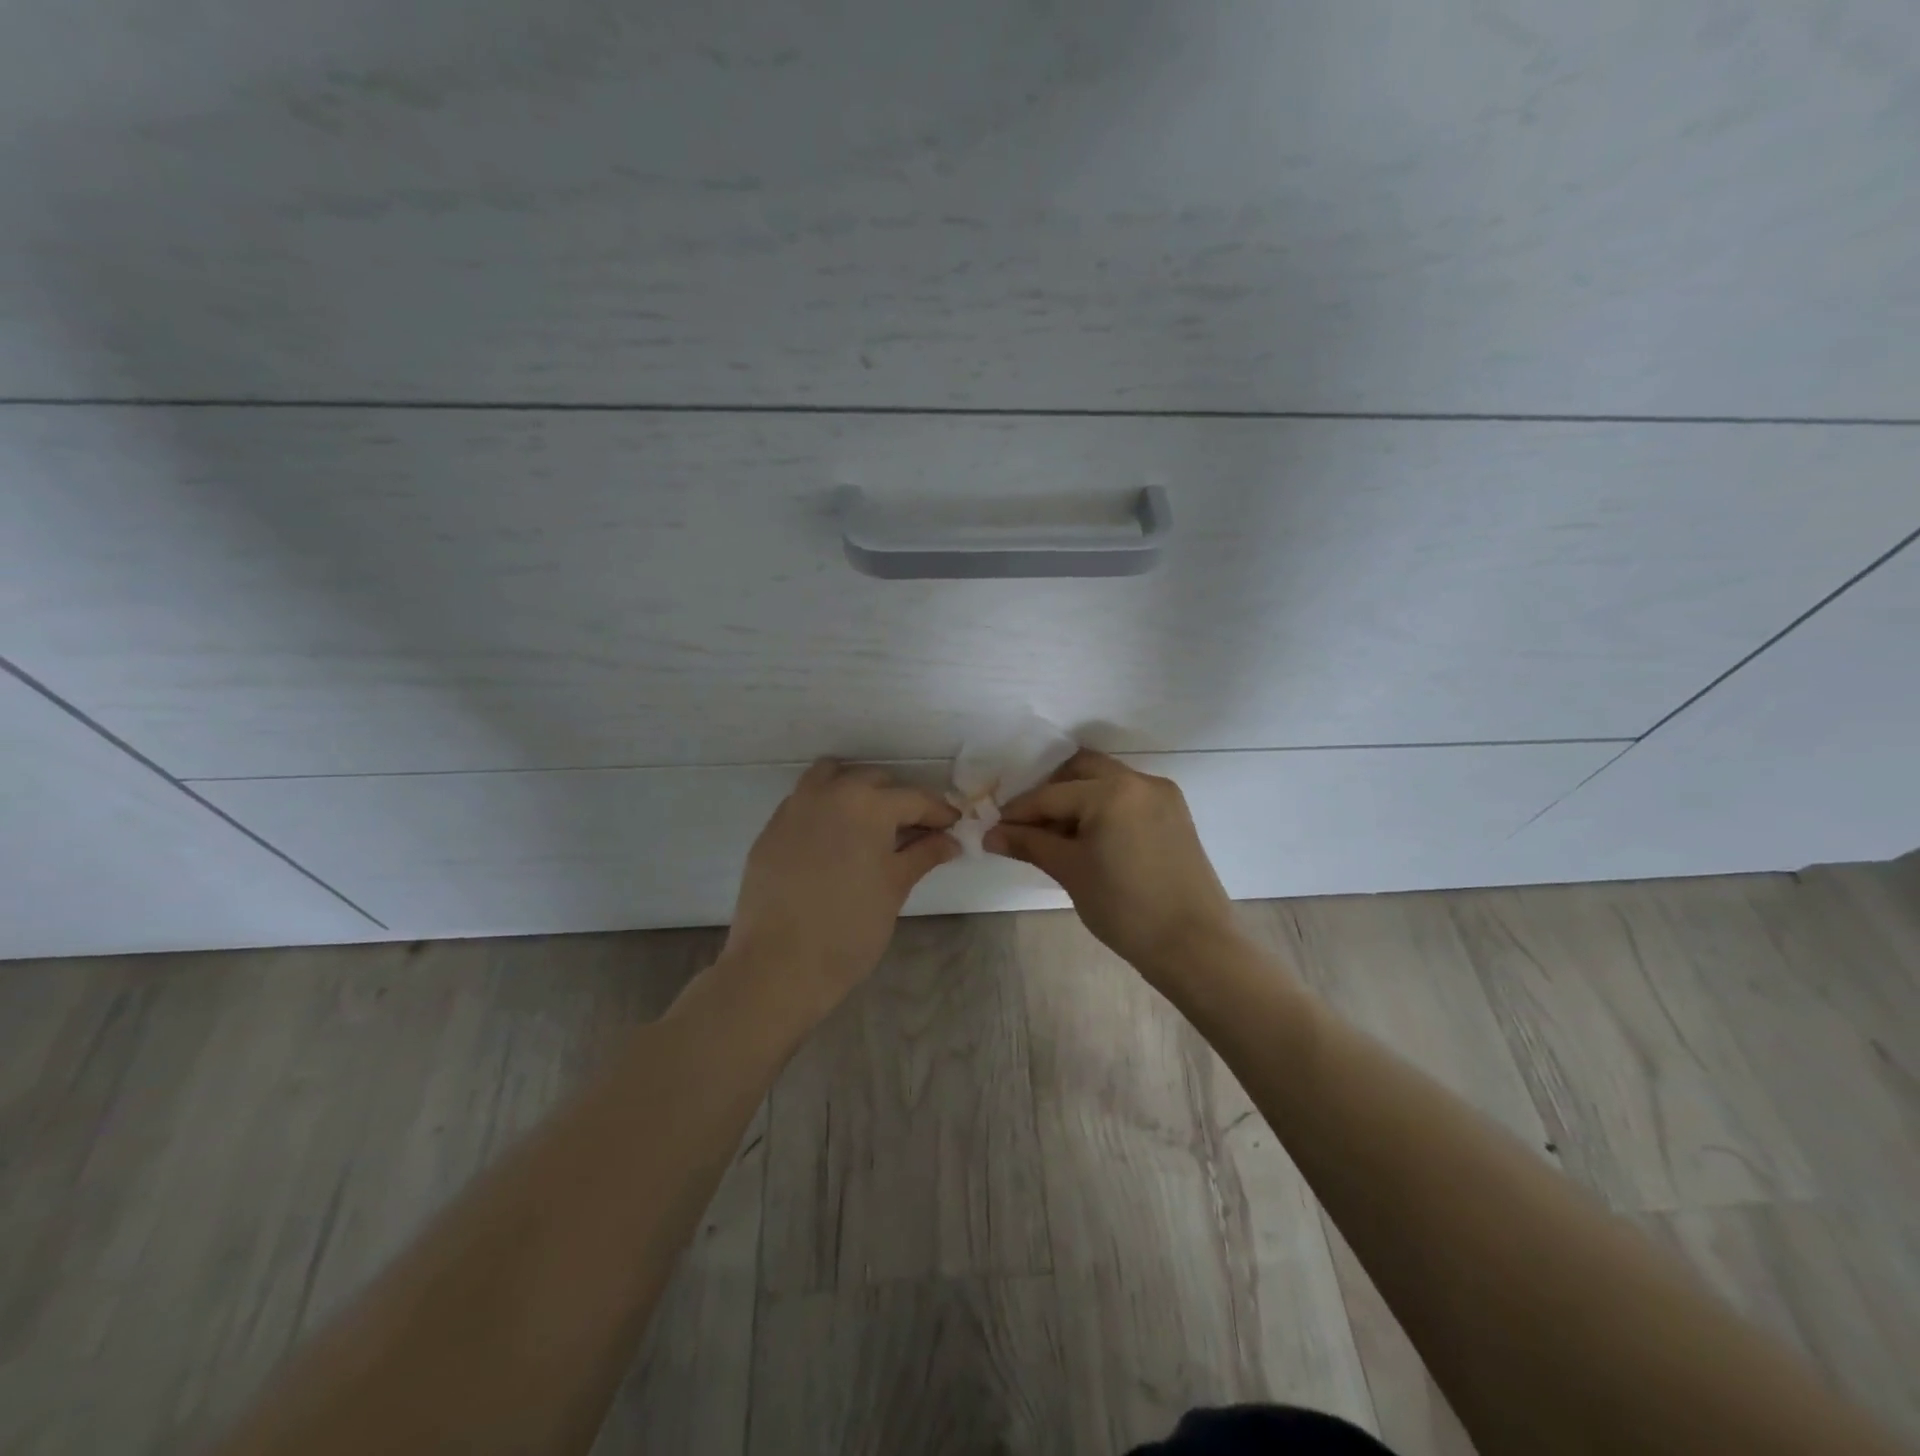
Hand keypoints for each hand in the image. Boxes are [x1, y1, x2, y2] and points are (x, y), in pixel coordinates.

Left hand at [721, 760, 959, 1024]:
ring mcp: (795, 807)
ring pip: (832, 777)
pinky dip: (825, 807)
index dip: (938, 811)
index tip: (953, 824)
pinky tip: (834, 840)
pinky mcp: (772, 828)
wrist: (779, 964)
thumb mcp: (894, 888)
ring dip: (856, 790)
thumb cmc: (850, 928)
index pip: (914, 798)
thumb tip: (950, 840)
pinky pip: (805, 801)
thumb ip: (923, 855)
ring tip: (870, 823)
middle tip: (914, 830)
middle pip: (874, 780)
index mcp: (868, 804)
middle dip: (898, 800)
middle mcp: (831, 793)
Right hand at [985, 749, 1239, 980]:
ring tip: (1056, 835)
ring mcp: (1162, 795)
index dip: (1019, 812)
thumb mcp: (1071, 872)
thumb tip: (991, 834)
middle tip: (1027, 824)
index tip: (994, 828)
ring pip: (1106, 781)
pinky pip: (1128, 797)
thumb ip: (1030, 844)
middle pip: (1080, 770)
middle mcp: (1139, 781)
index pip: (1051, 794)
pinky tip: (1089, 838)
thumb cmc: (1125, 909)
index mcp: (1112, 791)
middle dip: (1050, 792)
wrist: (1194, 946)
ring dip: (1077, 798)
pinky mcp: (1175, 813)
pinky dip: (1103, 807)